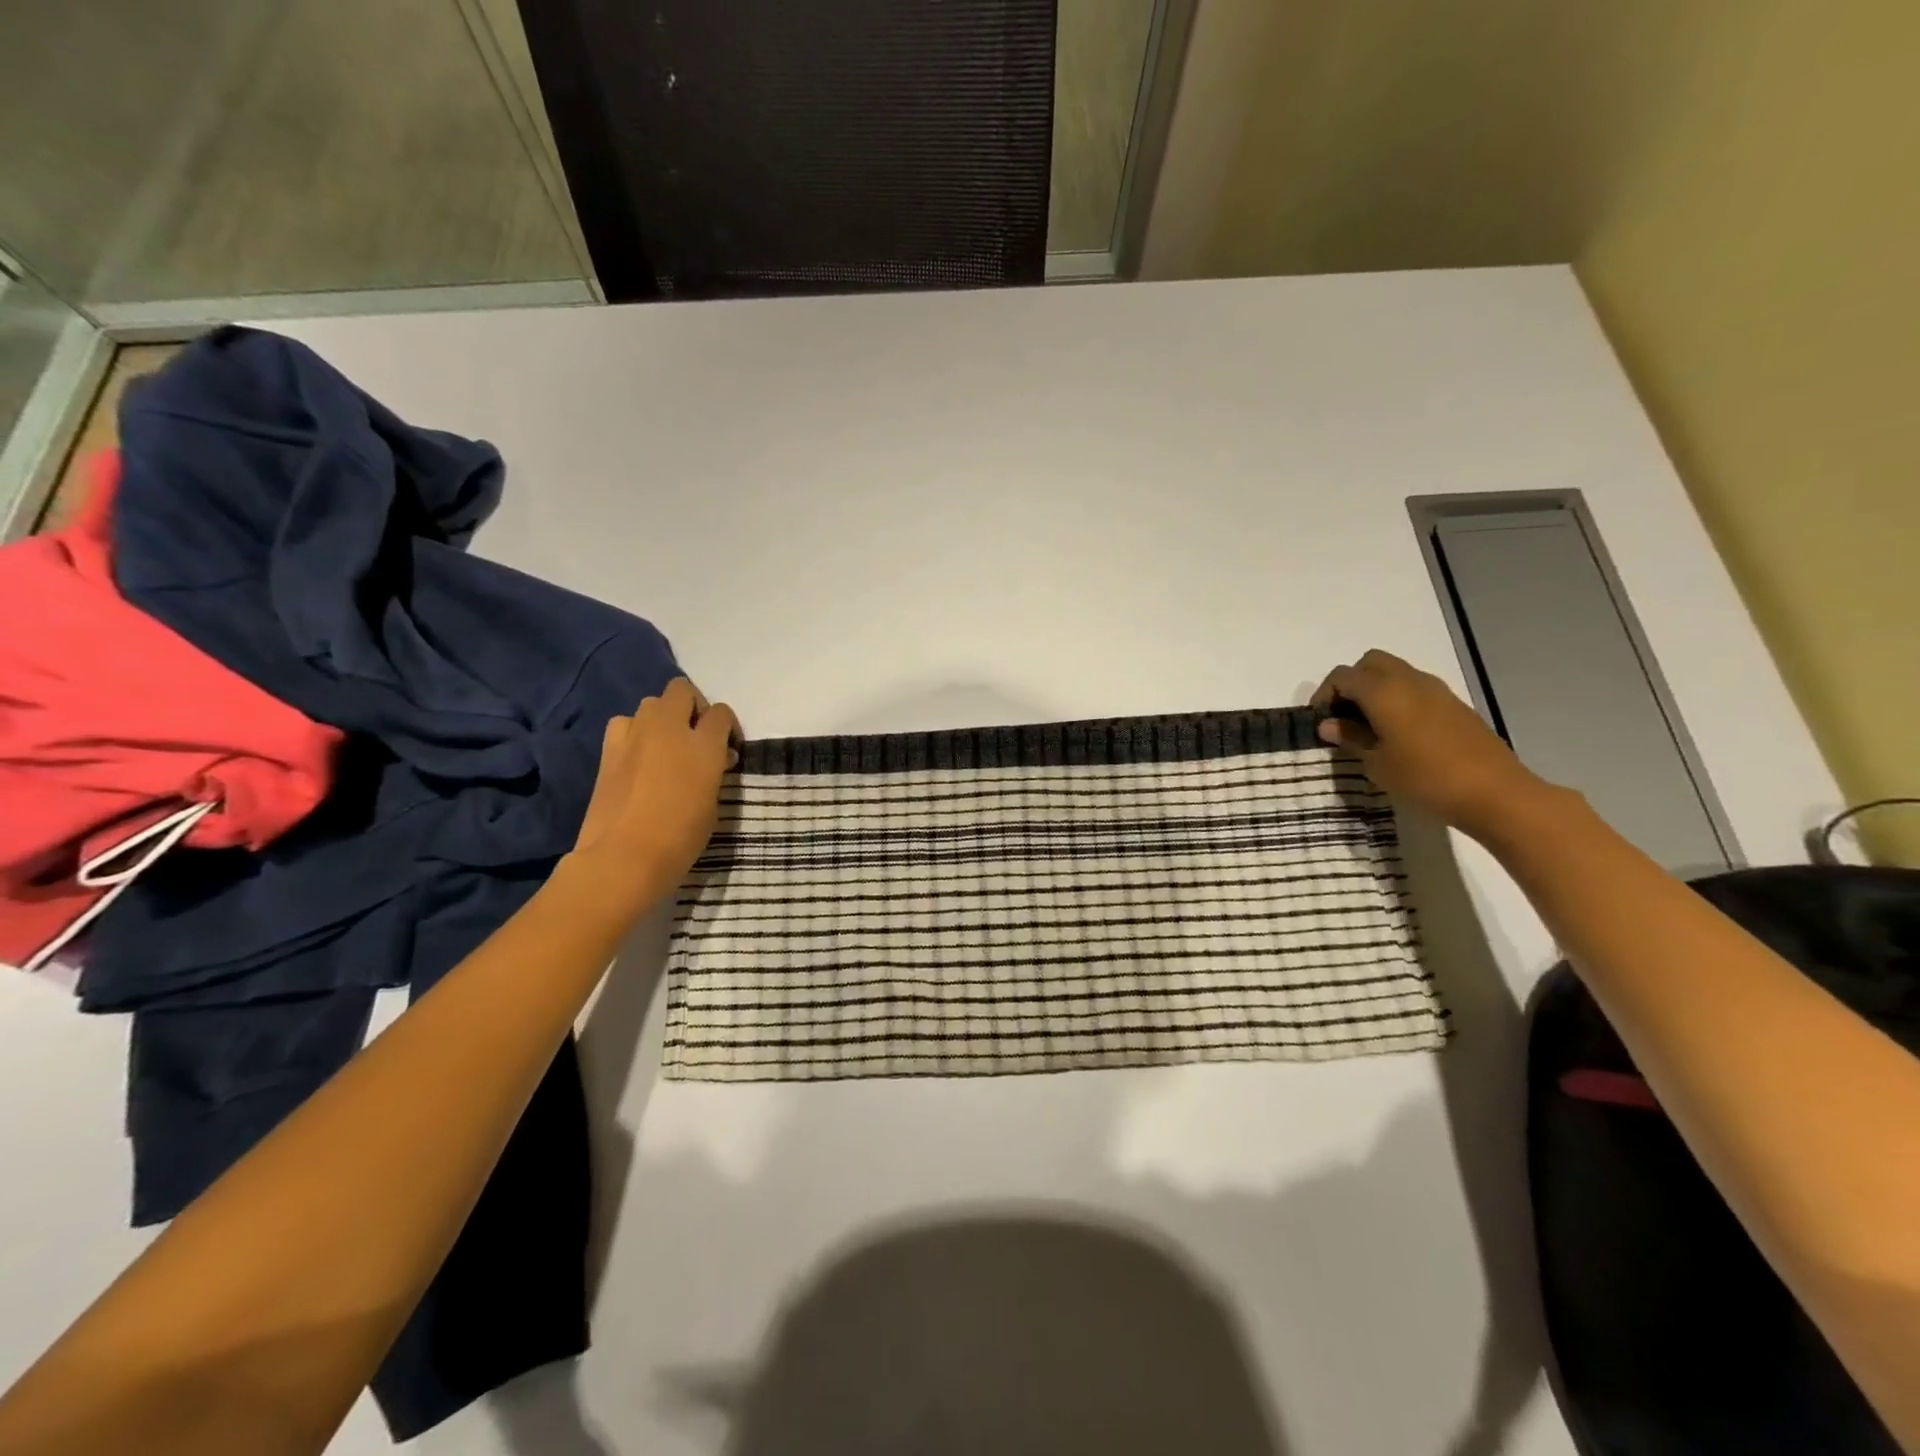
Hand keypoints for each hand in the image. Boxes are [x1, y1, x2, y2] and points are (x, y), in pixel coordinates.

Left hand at [564, 679, 739, 914]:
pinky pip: (625, 724)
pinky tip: (639, 755)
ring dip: (662, 717)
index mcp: (703, 745)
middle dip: (693, 707)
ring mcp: (634, 736)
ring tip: (666, 745)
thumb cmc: (680, 838)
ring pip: (651, 703)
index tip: (728, 747)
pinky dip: (635, 732)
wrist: (623, 858)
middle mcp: (669, 729)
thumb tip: (714, 759)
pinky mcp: (608, 750)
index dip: (727, 726)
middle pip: (681, 691)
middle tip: (697, 736)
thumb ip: (714, 772)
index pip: (721, 713)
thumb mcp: (713, 804)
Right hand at [1311, 649, 1555, 840]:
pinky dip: (1398, 699)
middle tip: (1344, 716)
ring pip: (1395, 673)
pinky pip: (1415, 688)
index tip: (1321, 722)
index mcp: (1384, 691)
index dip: (1324, 695)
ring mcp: (1437, 690)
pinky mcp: (1454, 705)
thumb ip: (1351, 738)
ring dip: (1376, 690)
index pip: (1342, 676)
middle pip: (1370, 663)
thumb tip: (1329, 725)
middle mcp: (1410, 680)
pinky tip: (1399, 733)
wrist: (1495, 793)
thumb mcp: (1377, 764)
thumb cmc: (1425, 778)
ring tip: (1369, 726)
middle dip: (1351, 684)